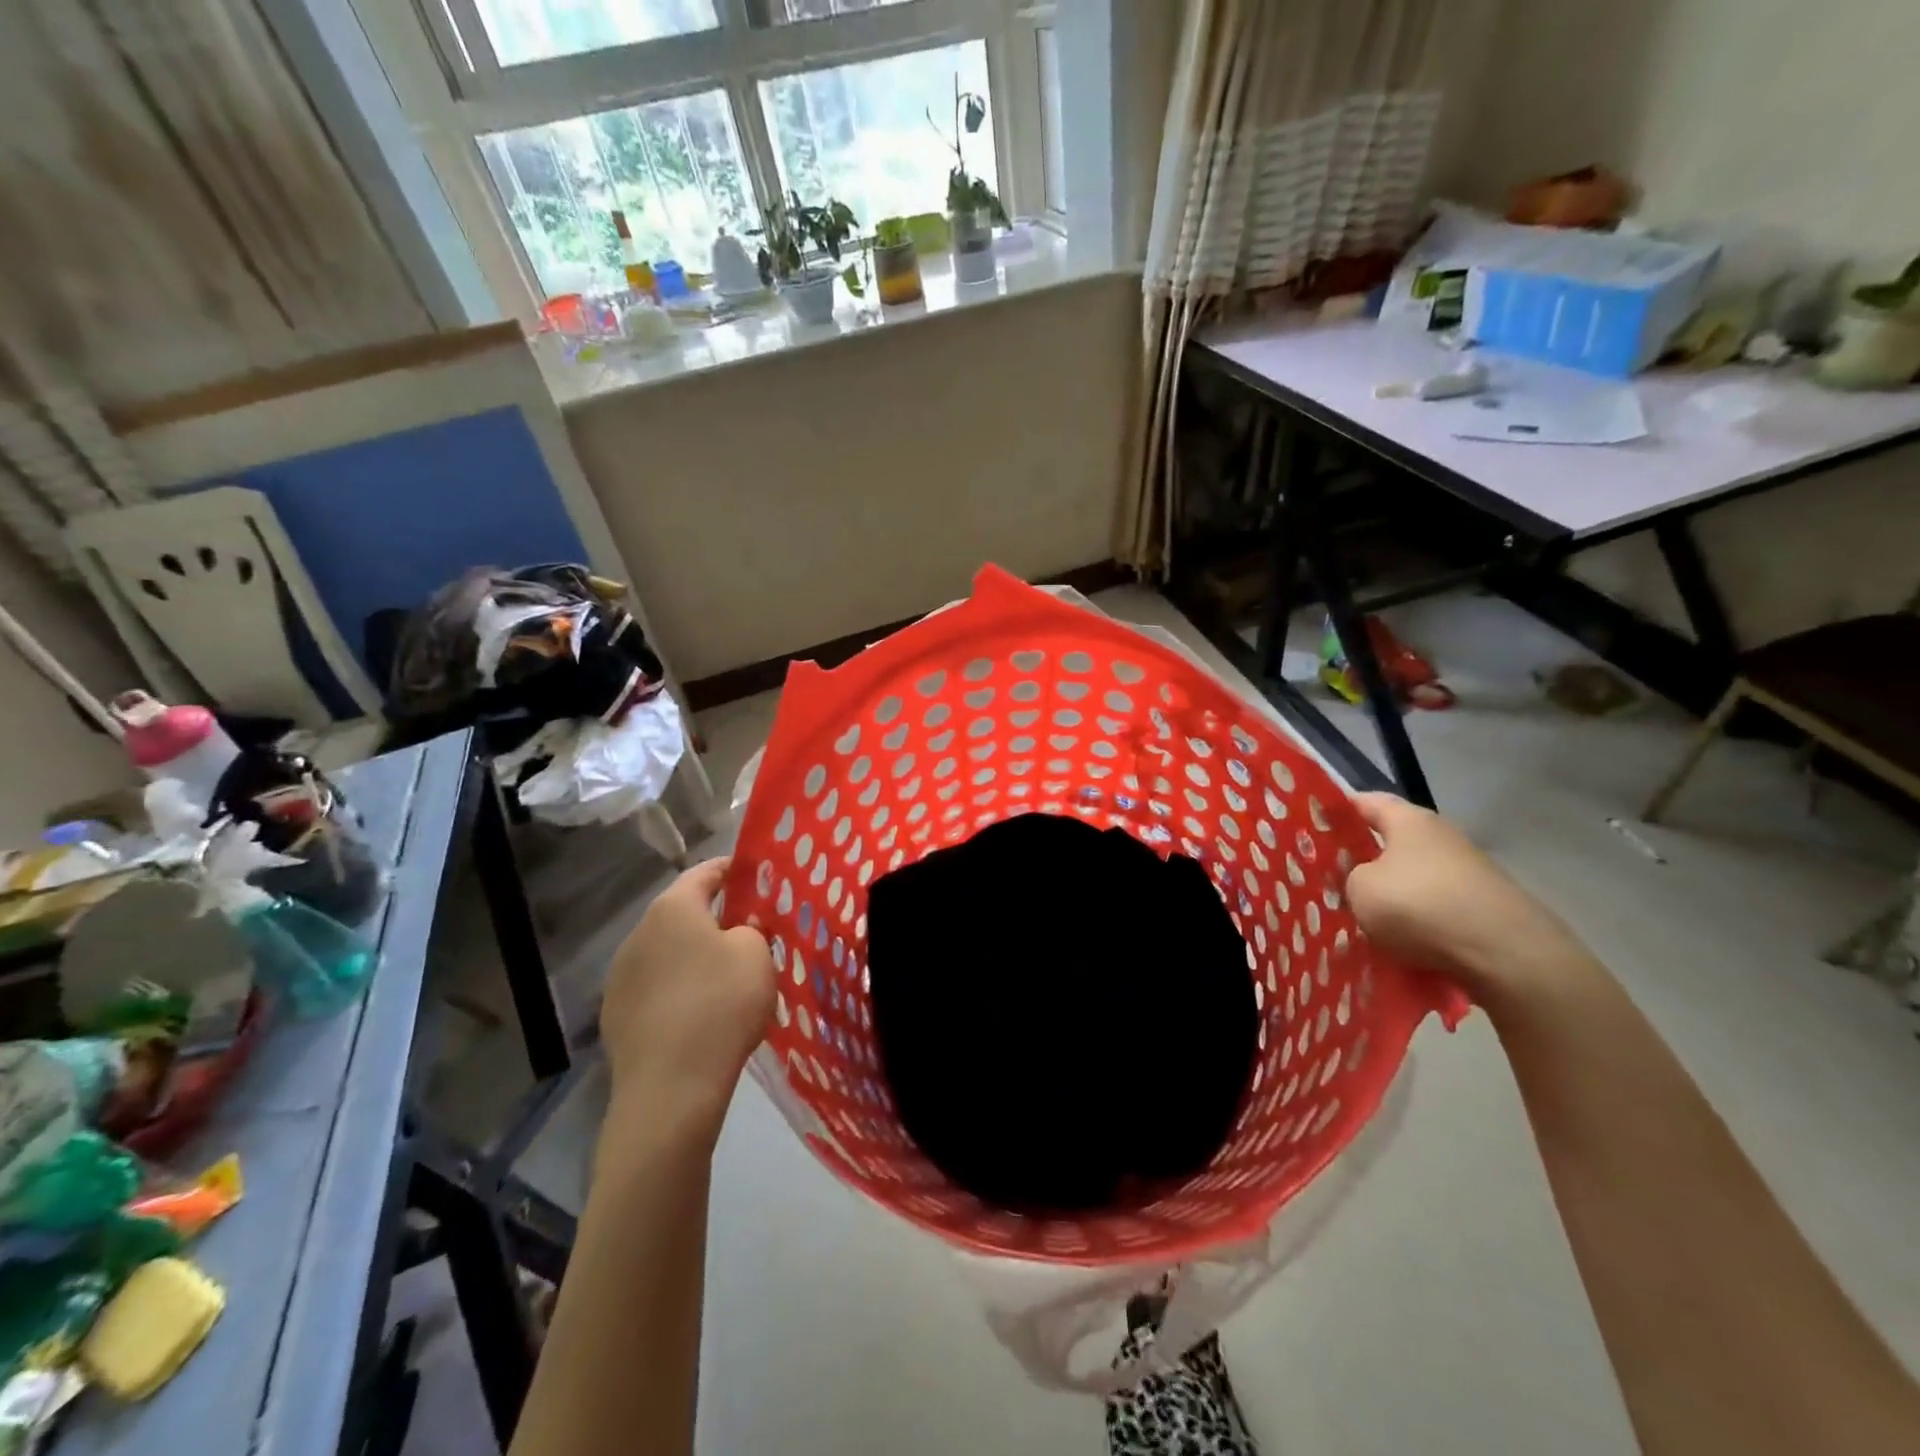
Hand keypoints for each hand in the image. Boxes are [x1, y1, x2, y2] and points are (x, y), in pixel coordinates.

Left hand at [599, 858, 774, 1140]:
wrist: (670, 1088)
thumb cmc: (721, 1005)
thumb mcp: (756, 955)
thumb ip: (752, 929)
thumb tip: (740, 929)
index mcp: (673, 908)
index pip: (704, 872)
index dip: (731, 869)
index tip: (754, 873)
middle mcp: (639, 933)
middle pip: (682, 913)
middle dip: (714, 916)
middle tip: (748, 929)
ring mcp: (621, 976)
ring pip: (667, 952)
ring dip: (693, 955)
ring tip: (725, 975)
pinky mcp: (615, 1015)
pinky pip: (655, 987)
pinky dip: (678, 988)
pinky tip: (699, 1011)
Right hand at [1345, 793, 1587, 1004]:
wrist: (1508, 955)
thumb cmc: (1421, 906)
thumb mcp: (1360, 889)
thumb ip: (1350, 877)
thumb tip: (1362, 880)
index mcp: (1409, 820)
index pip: (1365, 802)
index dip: (1337, 811)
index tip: (1313, 827)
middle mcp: (1441, 837)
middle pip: (1390, 843)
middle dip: (1361, 862)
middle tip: (1330, 881)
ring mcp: (1468, 873)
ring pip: (1412, 881)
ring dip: (1390, 898)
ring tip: (1362, 922)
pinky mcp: (1484, 907)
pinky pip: (1435, 911)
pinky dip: (1416, 925)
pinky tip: (1399, 947)